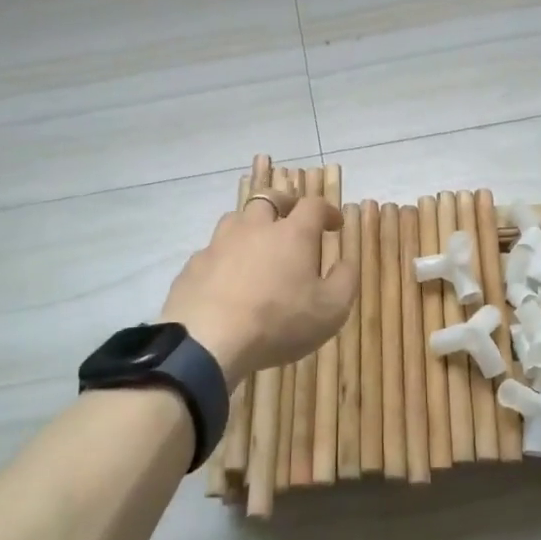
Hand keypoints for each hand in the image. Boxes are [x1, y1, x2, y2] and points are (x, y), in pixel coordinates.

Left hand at [160, 188, 358, 386]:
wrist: (208, 340)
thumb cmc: (279, 322)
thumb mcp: (331, 310)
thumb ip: (345, 280)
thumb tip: (347, 261)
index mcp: (292, 234)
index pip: (313, 206)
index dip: (327, 210)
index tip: (334, 223)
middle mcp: (254, 228)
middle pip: (269, 199)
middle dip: (284, 204)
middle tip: (292, 219)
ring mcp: (219, 244)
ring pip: (236, 219)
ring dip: (251, 225)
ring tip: (257, 244)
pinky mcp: (194, 265)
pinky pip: (212, 250)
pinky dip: (225, 256)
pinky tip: (227, 278)